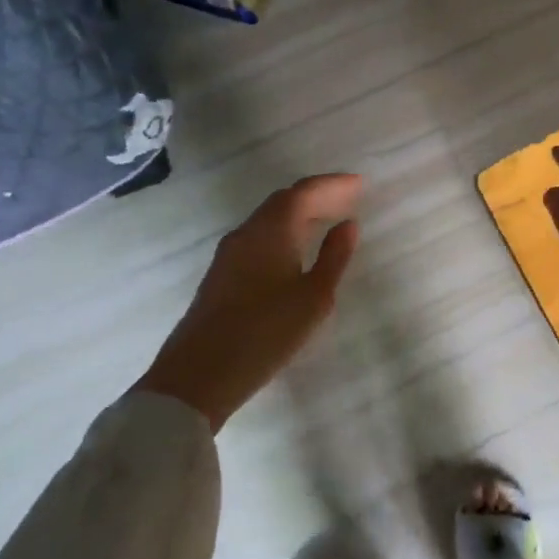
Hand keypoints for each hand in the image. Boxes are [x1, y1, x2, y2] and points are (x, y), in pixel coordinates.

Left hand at [138, 174, 361, 428]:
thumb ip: (334, 257)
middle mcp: (248, 233)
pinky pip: (260, 237)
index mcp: (272, 230)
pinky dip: (285, 232)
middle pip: (285, 201)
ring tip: (328, 221)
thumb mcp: (314, 298)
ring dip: (300, 214)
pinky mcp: (222, 274)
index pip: (304, 192)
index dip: (334, 184)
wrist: (198, 375)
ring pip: (270, 220)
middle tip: (349, 199)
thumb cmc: (265, 332)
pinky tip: (296, 251)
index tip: (360, 183)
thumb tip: (348, 225)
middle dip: (318, 196)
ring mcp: (230, 253)